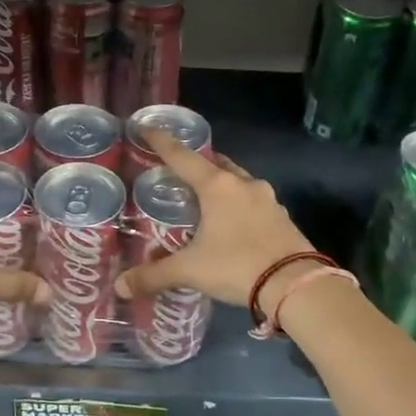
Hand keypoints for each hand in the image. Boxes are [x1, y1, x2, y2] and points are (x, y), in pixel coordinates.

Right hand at [114, 130, 316, 310]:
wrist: (295, 285)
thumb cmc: (236, 266)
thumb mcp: (190, 270)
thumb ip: (154, 275)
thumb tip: (120, 287)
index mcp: (217, 187)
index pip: (183, 157)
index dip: (162, 143)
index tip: (148, 128)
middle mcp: (243, 185)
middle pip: (216, 164)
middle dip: (198, 164)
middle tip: (180, 172)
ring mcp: (268, 200)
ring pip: (239, 182)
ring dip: (222, 186)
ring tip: (206, 200)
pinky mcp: (283, 218)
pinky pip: (255, 203)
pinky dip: (240, 206)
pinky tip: (233, 223)